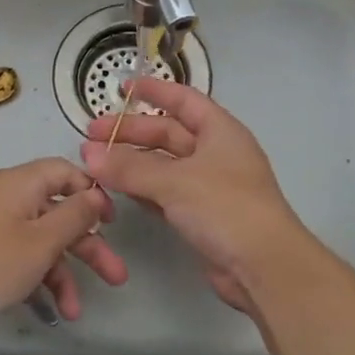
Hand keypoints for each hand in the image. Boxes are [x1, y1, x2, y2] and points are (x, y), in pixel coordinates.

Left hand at [0, 158, 126, 339]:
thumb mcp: (42, 242)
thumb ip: (75, 216)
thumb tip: (95, 194)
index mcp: (19, 183)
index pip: (64, 172)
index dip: (92, 193)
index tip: (112, 222)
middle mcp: (4, 196)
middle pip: (55, 212)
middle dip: (87, 247)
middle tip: (116, 276)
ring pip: (37, 240)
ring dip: (61, 273)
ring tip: (75, 310)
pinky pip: (16, 254)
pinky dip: (34, 277)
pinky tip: (48, 309)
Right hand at [80, 79, 313, 317]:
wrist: (265, 267)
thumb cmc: (226, 208)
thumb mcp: (175, 182)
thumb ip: (130, 167)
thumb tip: (89, 155)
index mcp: (220, 131)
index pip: (184, 100)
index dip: (154, 91)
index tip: (122, 87)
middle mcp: (216, 153)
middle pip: (168, 134)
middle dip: (130, 133)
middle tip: (90, 137)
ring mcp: (209, 186)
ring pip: (164, 166)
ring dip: (132, 163)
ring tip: (95, 164)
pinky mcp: (201, 216)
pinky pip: (165, 194)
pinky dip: (142, 190)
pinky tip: (117, 191)